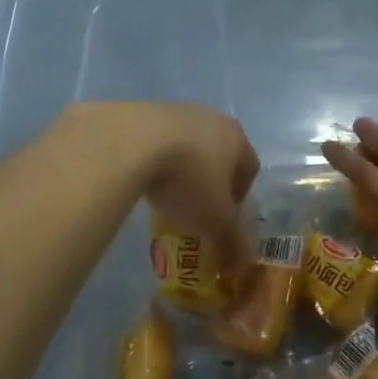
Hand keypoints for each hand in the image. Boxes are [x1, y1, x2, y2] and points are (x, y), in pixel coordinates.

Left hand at [92, 102, 259, 283]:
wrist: (128, 141)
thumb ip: (231, 245)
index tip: (223, 217)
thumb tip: (241, 269)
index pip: (249, 168)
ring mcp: (175, 109)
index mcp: (237, 138)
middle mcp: (211, 118)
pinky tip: (140, 177)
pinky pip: (155, 139)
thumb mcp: (214, 221)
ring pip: (187, 144)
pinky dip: (152, 157)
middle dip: (210, 180)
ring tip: (164, 194)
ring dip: (181, 167)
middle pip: (218, 153)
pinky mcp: (141, 109)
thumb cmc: (187, 180)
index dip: (239, 196)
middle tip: (195, 207)